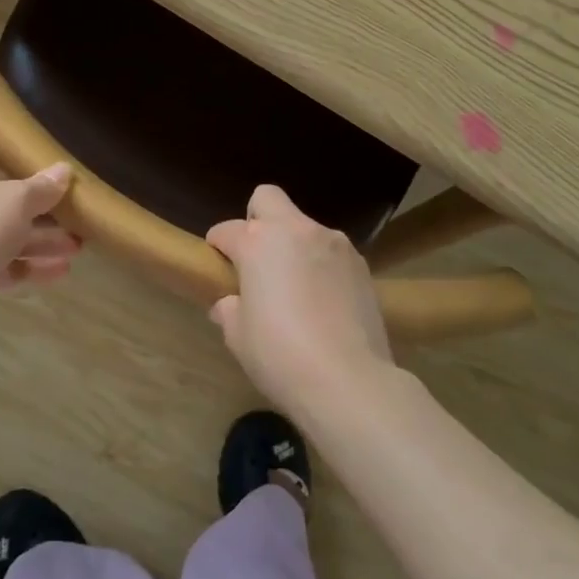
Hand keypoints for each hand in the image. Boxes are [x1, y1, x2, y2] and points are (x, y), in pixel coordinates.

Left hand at [0, 144, 78, 296]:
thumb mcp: (18, 201)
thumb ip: (42, 188)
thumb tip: (63, 170)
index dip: (8, 155)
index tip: (38, 162)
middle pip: (4, 200)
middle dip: (40, 209)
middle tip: (74, 214)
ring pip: (7, 236)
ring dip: (42, 241)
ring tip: (78, 248)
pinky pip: (3, 267)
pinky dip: (29, 268)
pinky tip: (61, 272)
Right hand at [205, 185, 392, 414]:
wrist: (349, 380)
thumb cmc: (281, 356)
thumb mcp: (238, 337)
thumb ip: (230, 309)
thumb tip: (230, 303)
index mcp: (258, 242)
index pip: (227, 230)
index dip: (218, 246)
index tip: (217, 264)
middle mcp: (296, 230)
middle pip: (267, 198)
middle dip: (255, 218)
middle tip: (256, 259)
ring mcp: (333, 243)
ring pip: (304, 226)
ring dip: (293, 245)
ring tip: (295, 286)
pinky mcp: (361, 263)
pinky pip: (331, 251)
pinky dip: (320, 264)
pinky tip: (323, 300)